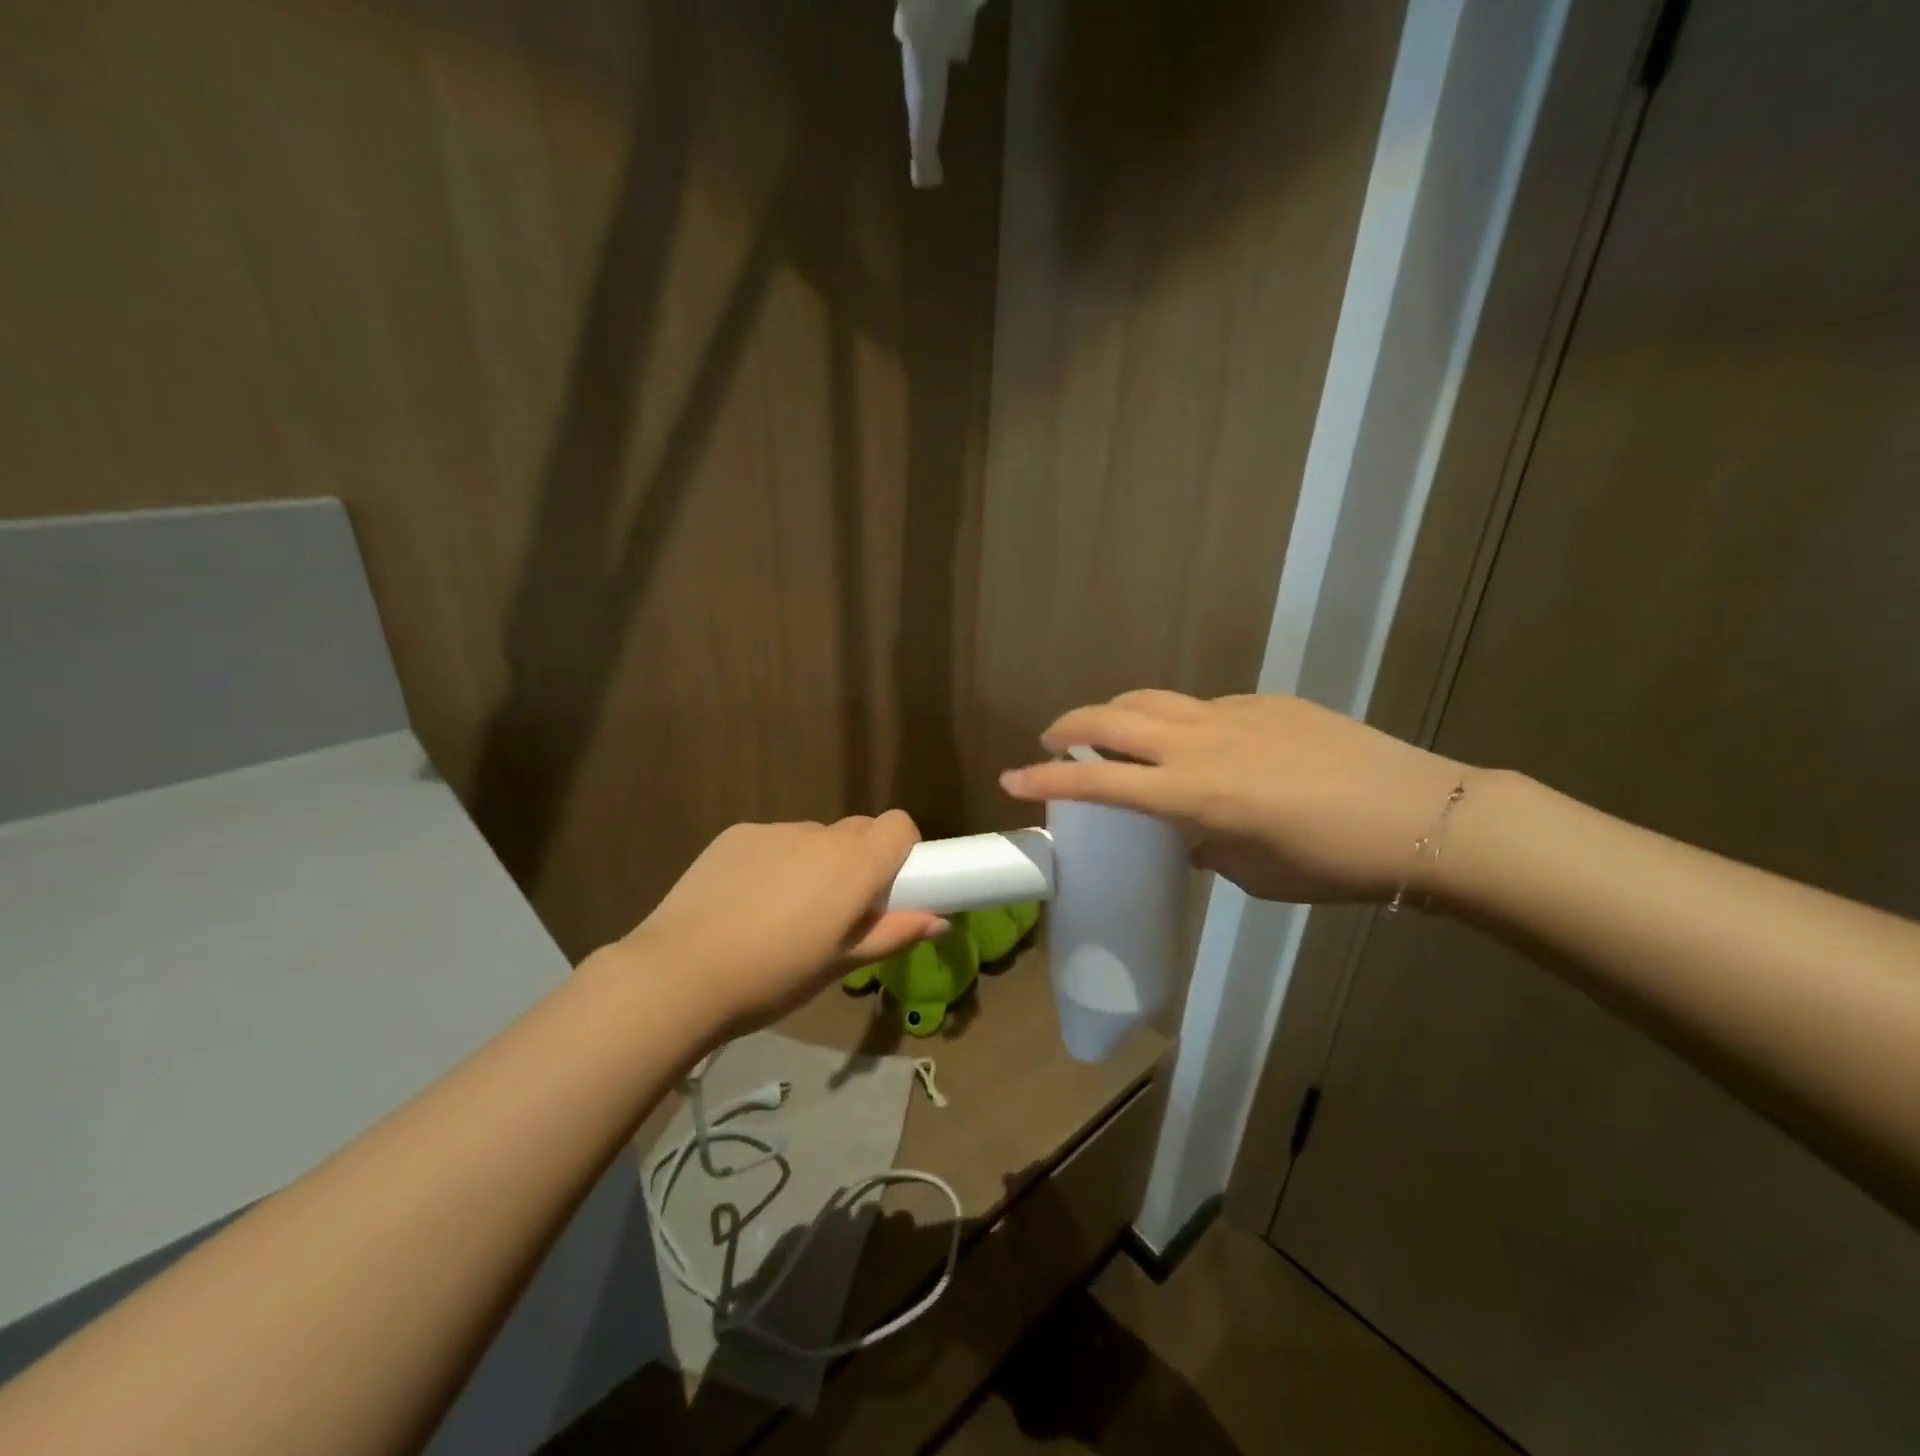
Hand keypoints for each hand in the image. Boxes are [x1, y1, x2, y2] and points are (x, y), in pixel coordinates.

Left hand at [615, 812, 947, 1036]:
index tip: (889, 886)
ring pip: (812, 838)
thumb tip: (940, 920)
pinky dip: (774, 862)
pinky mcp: (736, 834)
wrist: (681, 973)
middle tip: (838, 908)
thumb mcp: (840, 964)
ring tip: (782, 912)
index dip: (901, 850)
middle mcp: (819, 834)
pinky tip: (745, 902)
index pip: (899, 825)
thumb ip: (893, 934)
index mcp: (854, 864)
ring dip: (813, 863)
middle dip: (859, 860)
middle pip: (857, 830)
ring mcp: (774, 830)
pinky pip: (773, 841)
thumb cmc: (774, 977)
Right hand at [999, 692, 1468, 903]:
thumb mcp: (1252, 872)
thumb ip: (1203, 844)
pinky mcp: (1266, 703)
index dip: (1047, 782)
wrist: (1424, 818)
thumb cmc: (1332, 864)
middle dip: (1069, 726)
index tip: (1011, 780)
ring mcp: (1234, 714)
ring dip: (1117, 713)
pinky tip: (1199, 745)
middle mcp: (1202, 743)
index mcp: (1194, 793)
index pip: (1099, 783)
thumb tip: (1184, 832)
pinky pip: (1202, 706)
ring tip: (1109, 734)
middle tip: (1050, 741)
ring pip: (1153, 699)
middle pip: (1113, 718)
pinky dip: (1177, 721)